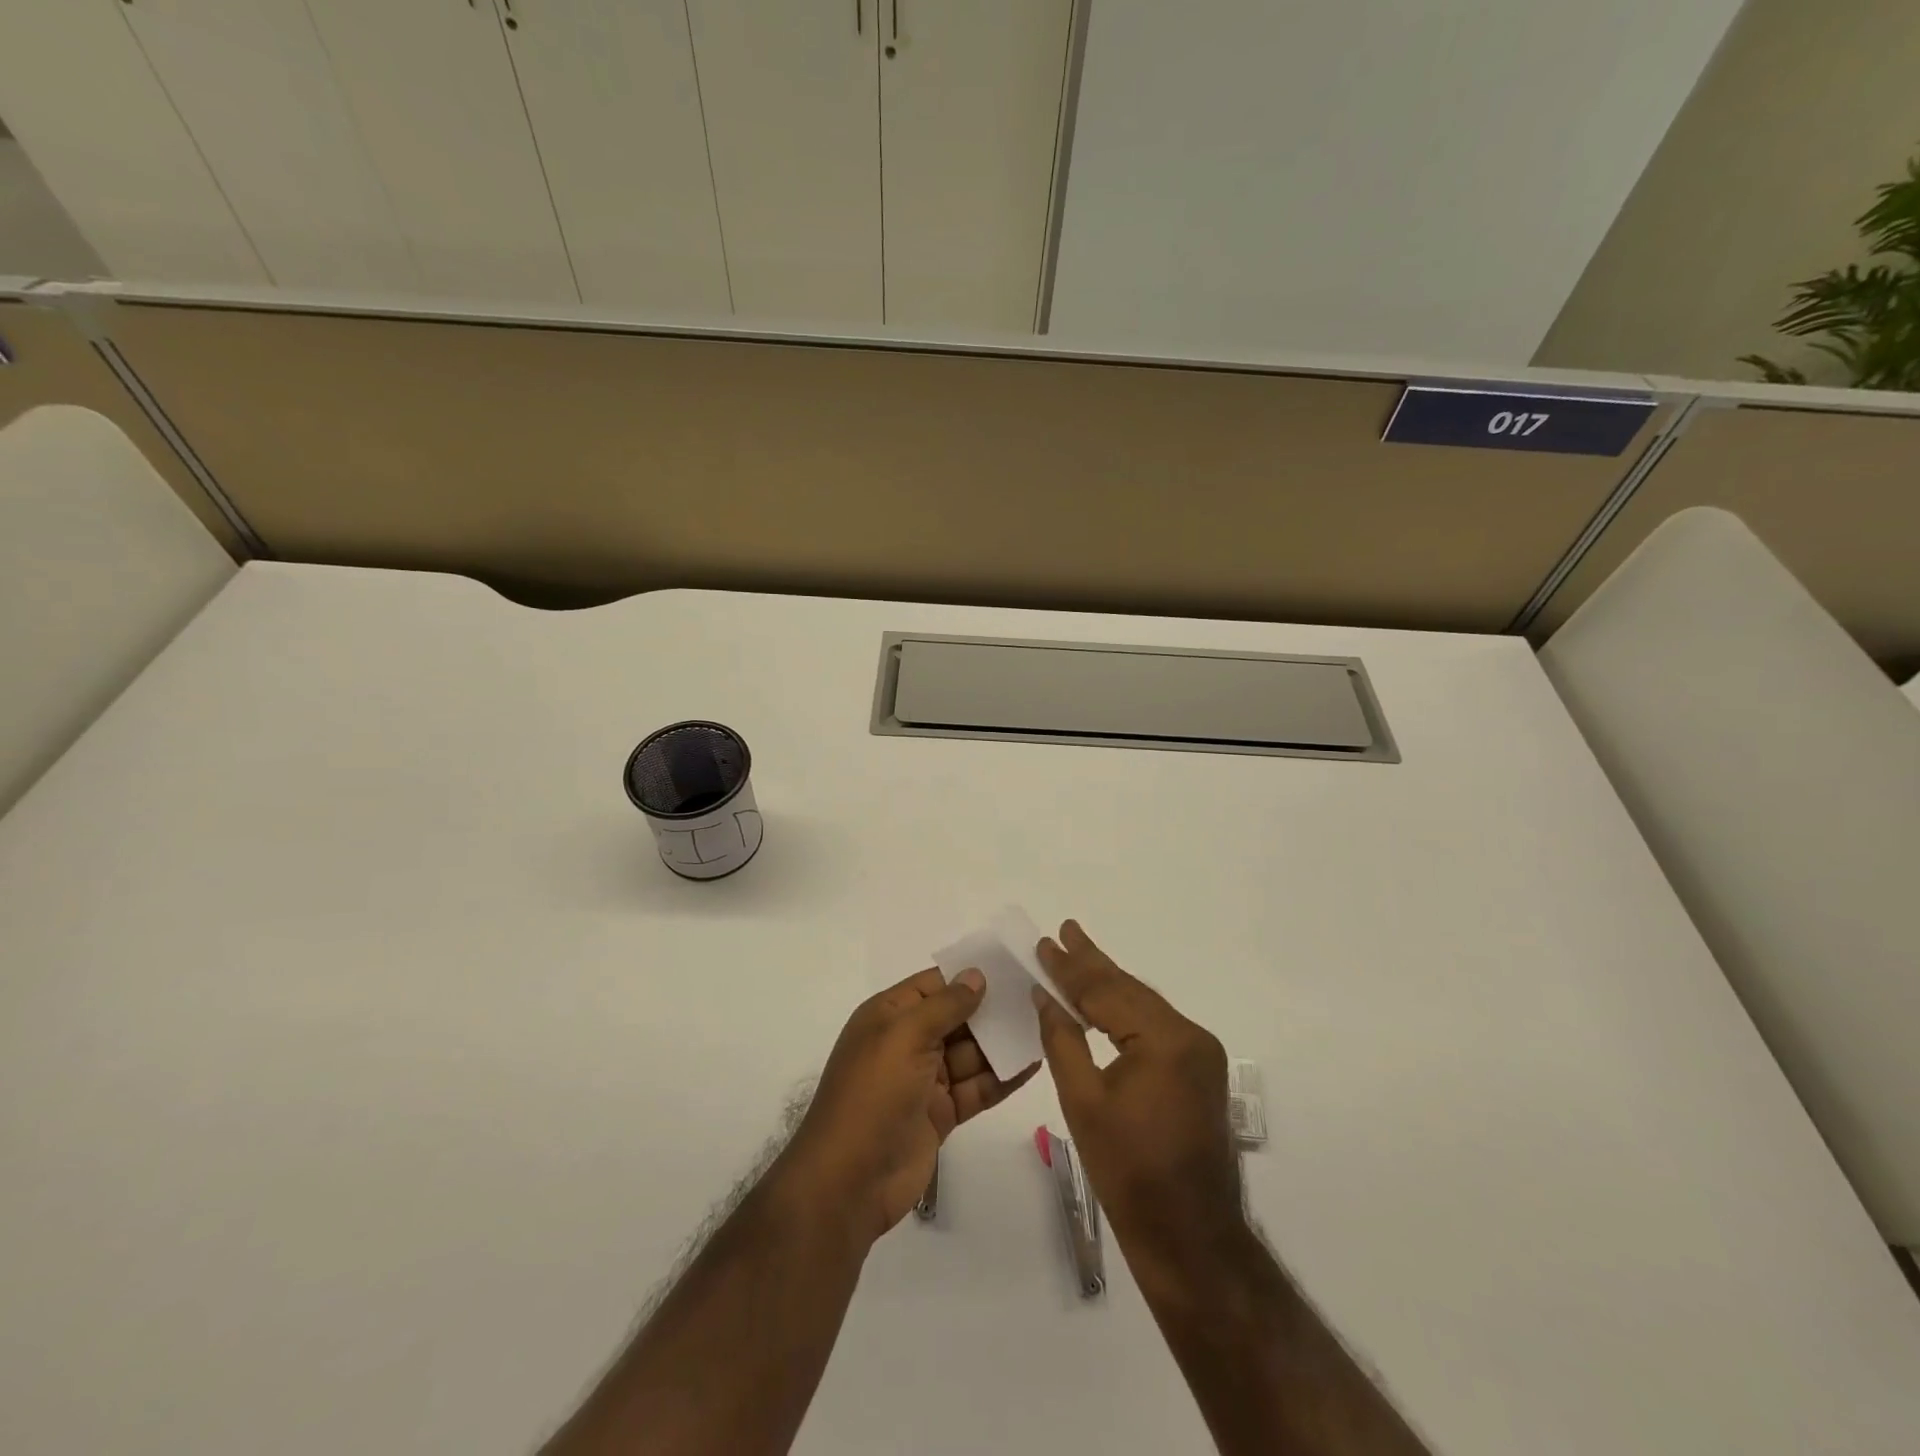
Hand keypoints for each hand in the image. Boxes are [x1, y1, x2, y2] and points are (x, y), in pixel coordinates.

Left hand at [784, 967, 1037, 1243]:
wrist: (849, 1181)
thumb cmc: (873, 1094)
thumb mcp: (904, 1036)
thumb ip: (944, 1005)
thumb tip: (976, 975)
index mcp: (889, 1016)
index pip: (933, 985)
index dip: (967, 976)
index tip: (1010, 967)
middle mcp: (907, 1043)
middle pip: (956, 1018)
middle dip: (991, 1010)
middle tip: (1037, 998)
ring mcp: (925, 1080)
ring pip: (971, 1054)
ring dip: (1002, 1043)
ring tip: (1044, 1027)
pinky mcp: (941, 1113)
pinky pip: (977, 1087)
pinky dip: (1002, 1077)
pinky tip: (1033, 1064)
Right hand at [1033, 922, 1244, 1281]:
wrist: (1190, 1238)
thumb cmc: (1129, 1173)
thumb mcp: (1083, 1102)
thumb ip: (1063, 1040)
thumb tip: (1045, 996)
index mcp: (1165, 1040)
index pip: (1107, 991)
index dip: (1071, 968)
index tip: (1045, 942)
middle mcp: (1191, 1036)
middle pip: (1130, 990)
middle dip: (1092, 964)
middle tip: (1064, 932)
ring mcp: (1201, 1054)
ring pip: (1143, 1006)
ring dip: (1108, 985)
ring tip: (1077, 956)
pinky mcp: (1199, 1071)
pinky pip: (1154, 1027)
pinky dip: (1125, 1011)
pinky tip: (1104, 1002)